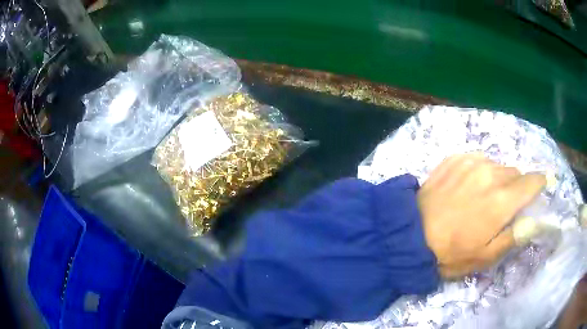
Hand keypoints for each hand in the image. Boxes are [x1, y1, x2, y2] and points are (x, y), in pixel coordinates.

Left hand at [417, 154, 545, 278]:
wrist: (410, 235)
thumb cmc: (450, 253)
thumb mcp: (485, 257)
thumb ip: (513, 237)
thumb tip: (534, 221)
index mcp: (502, 200)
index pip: (532, 182)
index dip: (539, 183)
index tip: (542, 185)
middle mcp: (491, 173)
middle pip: (515, 174)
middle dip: (516, 188)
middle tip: (504, 205)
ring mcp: (471, 162)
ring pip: (498, 166)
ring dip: (498, 179)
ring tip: (483, 198)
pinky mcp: (455, 158)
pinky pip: (478, 160)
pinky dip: (481, 171)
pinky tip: (468, 187)